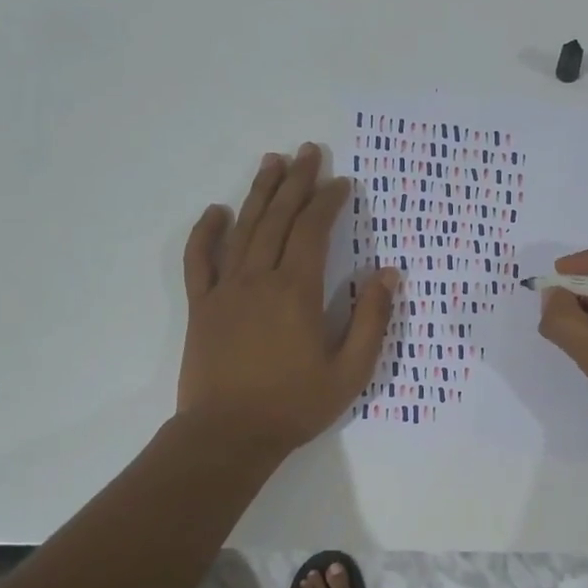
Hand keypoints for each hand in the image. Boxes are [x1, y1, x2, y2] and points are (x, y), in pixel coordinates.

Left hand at [178, 144, 397, 455]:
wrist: (228, 436)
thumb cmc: (295, 405)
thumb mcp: (350, 371)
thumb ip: (371, 320)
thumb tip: (387, 274)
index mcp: (297, 291)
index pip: (313, 230)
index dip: (329, 201)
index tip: (342, 182)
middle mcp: (259, 278)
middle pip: (278, 218)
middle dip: (296, 182)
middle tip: (308, 151)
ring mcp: (225, 290)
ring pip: (243, 229)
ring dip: (259, 193)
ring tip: (272, 162)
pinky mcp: (202, 306)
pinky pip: (199, 260)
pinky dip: (206, 233)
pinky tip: (215, 211)